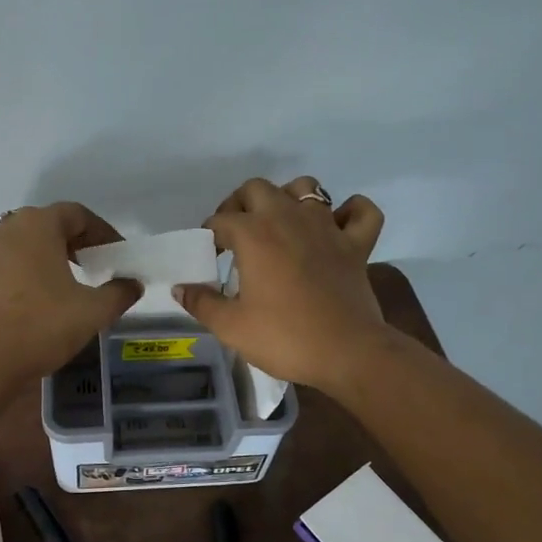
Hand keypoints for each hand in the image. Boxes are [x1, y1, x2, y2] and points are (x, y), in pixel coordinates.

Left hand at [0, 203, 143, 393]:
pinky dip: (28, 273)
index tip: (117, 255)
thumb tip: (133, 285)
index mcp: (38, 225)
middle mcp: (8, 229)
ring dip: (50, 257)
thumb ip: (119, 293)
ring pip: (26, 245)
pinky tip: (40, 300)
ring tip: (69, 284)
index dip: (102, 232)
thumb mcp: (93, 311)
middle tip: (96, 266)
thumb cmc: (43, 325)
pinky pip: (8, 264)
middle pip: (49, 225)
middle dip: (76, 242)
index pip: (77, 214)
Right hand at [172, 177, 388, 392]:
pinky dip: (349, 212)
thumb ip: (201, 303)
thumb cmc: (284, 337)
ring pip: (307, 188)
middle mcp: (289, 218)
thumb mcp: (230, 326)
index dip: (209, 235)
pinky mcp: (357, 244)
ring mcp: (327, 227)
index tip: (208, 256)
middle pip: (258, 188)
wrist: (347, 353)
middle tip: (236, 234)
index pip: (220, 220)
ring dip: (289, 198)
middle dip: (240, 204)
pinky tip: (336, 227)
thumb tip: (181, 288)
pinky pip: (360, 211)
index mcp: (254, 234)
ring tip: (279, 225)